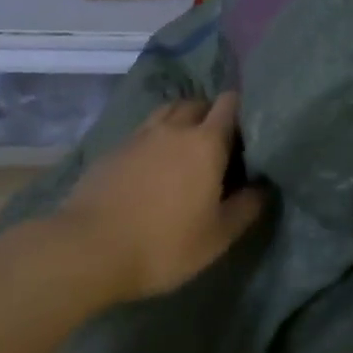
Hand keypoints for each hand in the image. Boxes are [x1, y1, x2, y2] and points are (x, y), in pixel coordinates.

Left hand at [53, 94, 267, 304]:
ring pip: (168, 112)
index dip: (244, 110)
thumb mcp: (217, 237)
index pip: (231, 104)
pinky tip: (154, 163)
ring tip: (187, 148)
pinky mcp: (114, 148)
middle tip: (220, 144)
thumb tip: (264, 185)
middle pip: (199, 103)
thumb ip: (246, 207)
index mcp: (205, 142)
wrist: (88, 248)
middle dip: (212, 115)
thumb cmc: (163, 244)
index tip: (251, 131)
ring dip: (182, 120)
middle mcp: (174, 128)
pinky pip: (144, 130)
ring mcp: (140, 135)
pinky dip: (156, 136)